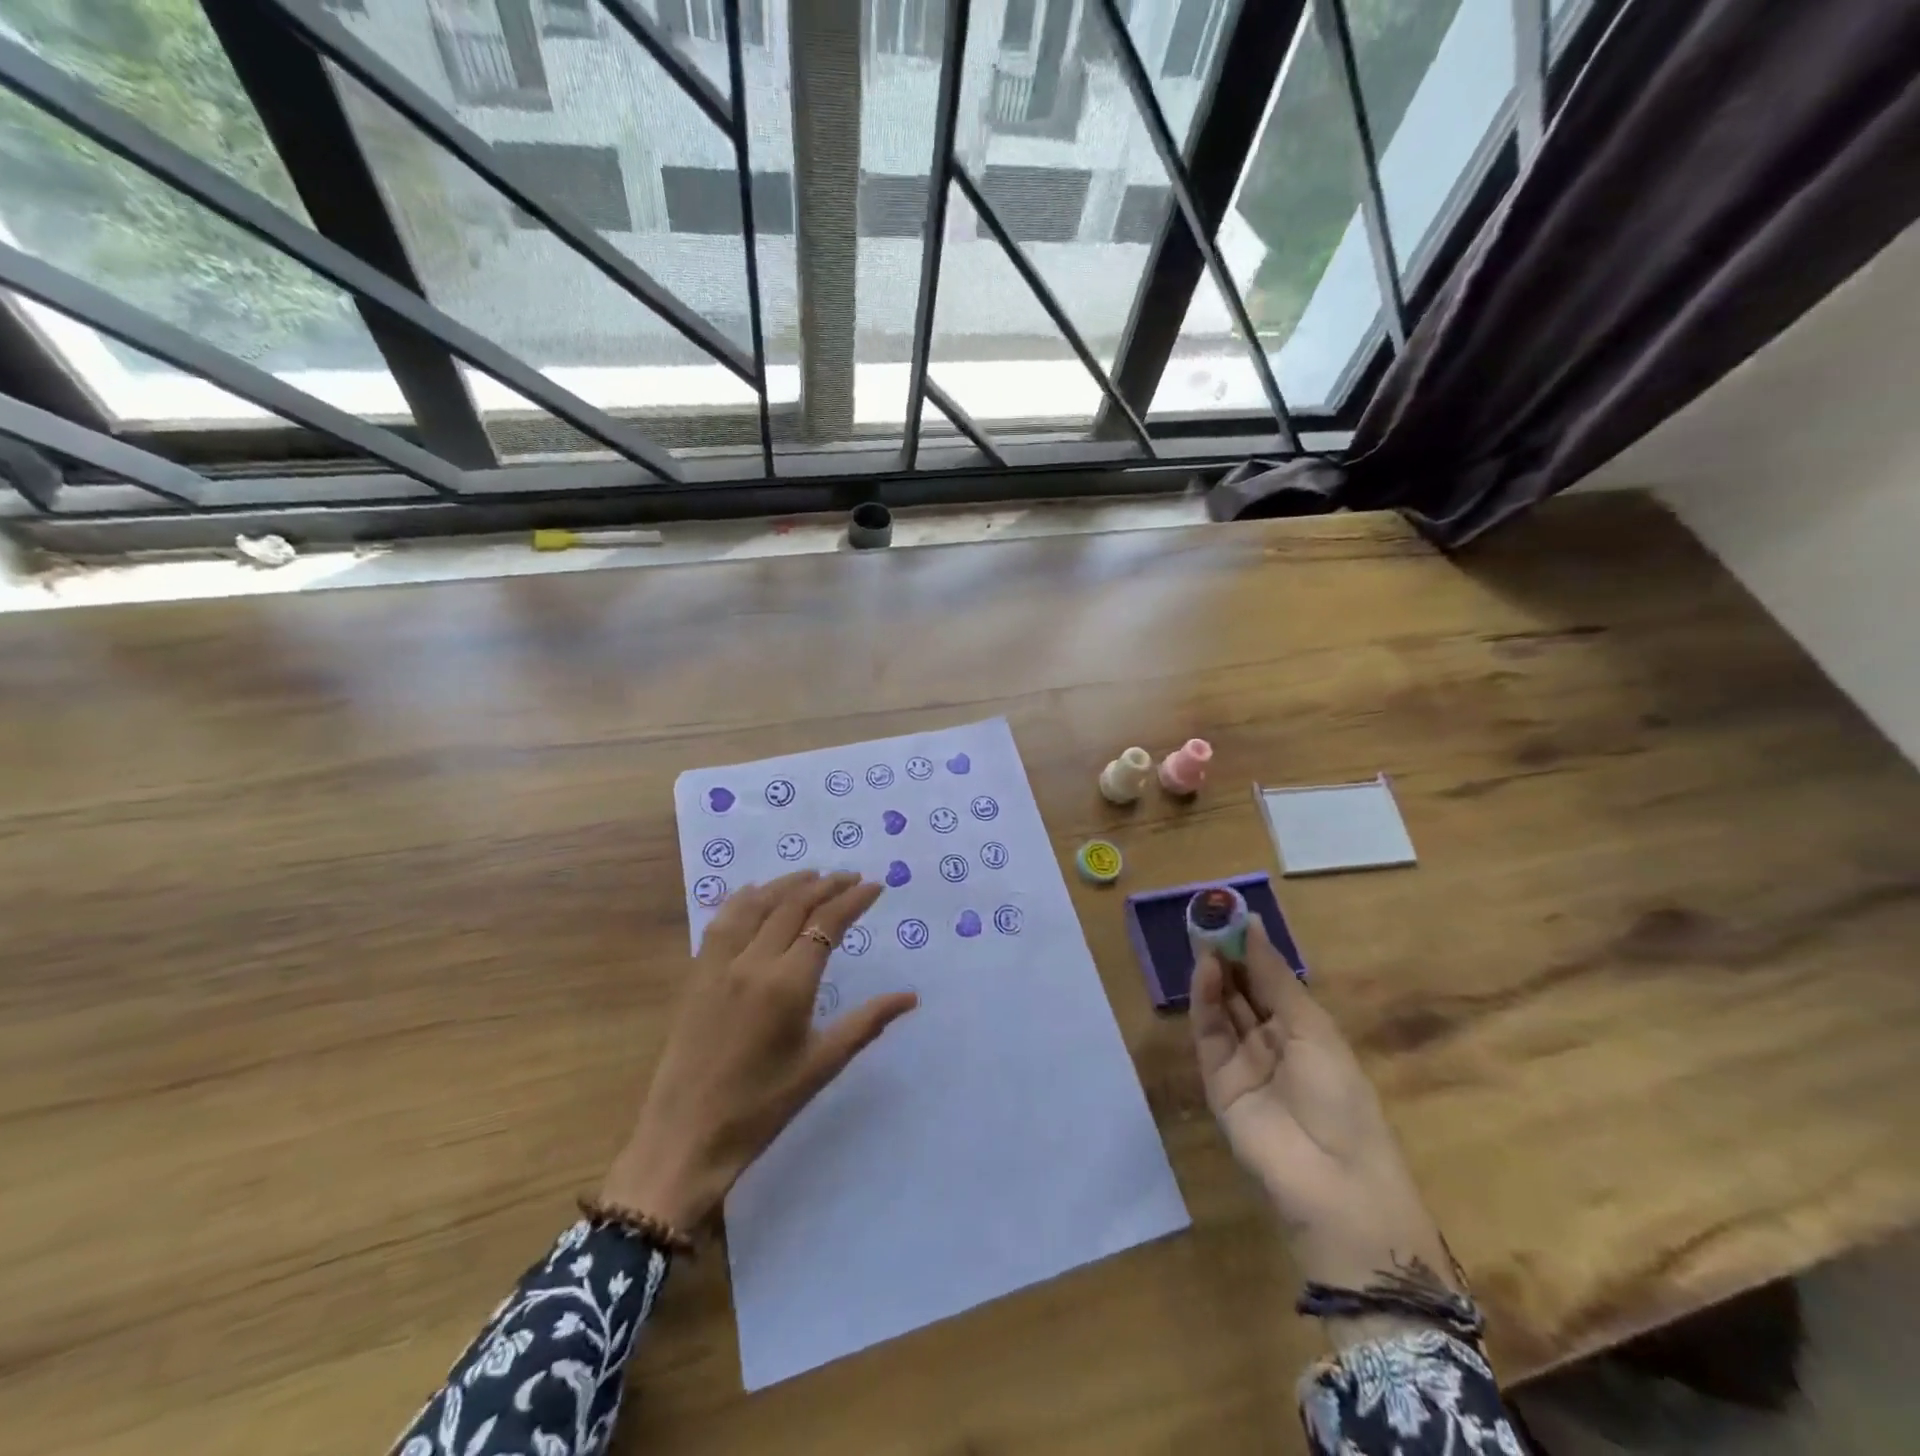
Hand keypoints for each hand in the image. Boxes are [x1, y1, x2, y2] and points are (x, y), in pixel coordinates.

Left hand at [601, 870, 916, 1231]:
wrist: (684, 1138)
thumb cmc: (762, 1107)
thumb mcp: (821, 1065)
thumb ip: (867, 1022)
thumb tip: (911, 997)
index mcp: (787, 984)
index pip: (826, 924)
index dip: (852, 900)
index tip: (874, 886)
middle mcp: (752, 962)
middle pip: (792, 905)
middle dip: (825, 885)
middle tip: (850, 876)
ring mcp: (719, 965)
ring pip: (755, 905)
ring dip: (786, 884)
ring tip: (812, 875)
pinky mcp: (696, 975)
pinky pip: (722, 922)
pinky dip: (744, 900)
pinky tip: (754, 893)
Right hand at [1191, 919, 1456, 1305]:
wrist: (1333, 1182)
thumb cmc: (1341, 1098)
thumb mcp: (1313, 1029)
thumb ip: (1274, 978)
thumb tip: (1252, 926)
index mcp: (1304, 1032)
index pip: (1270, 981)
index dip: (1252, 949)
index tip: (1232, 914)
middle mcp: (1270, 1043)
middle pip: (1241, 991)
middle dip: (1227, 955)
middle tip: (1208, 917)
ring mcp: (1241, 1062)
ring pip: (1221, 1008)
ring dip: (1213, 973)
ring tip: (1203, 935)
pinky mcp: (1217, 1080)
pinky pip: (1208, 1033)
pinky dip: (1204, 1000)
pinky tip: (1205, 970)